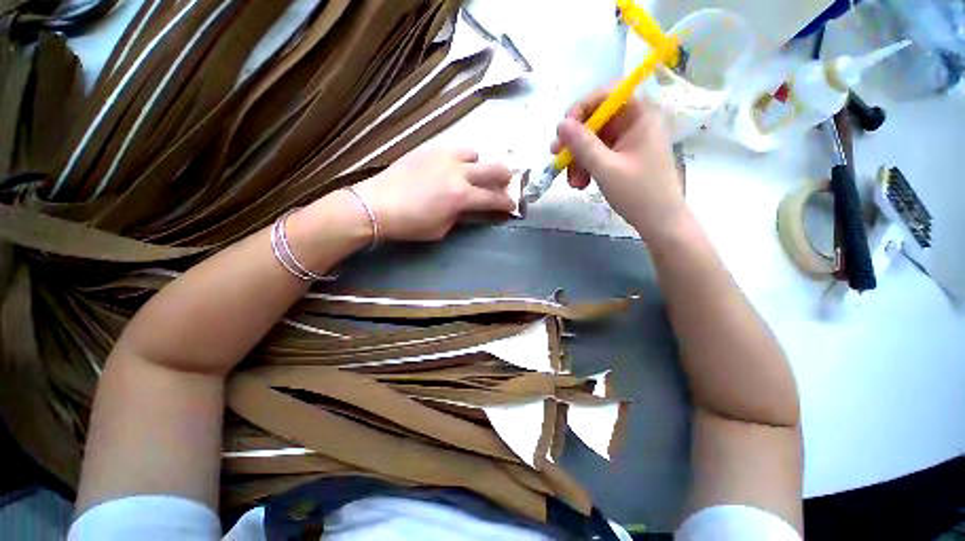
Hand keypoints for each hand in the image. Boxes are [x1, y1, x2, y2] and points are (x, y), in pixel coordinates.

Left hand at [353, 147, 514, 240]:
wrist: (376, 204)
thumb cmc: (410, 224)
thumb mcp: (442, 229)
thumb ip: (461, 216)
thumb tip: (470, 207)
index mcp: (462, 196)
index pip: (494, 198)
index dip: (507, 203)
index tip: (512, 205)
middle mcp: (458, 172)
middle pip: (493, 168)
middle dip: (505, 178)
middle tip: (505, 184)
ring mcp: (444, 157)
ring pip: (474, 153)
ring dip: (479, 165)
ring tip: (472, 174)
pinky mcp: (429, 149)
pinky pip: (454, 149)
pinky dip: (460, 159)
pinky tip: (451, 169)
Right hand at [551, 90, 686, 244]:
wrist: (660, 222)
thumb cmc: (638, 193)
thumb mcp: (606, 169)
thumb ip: (582, 145)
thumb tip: (561, 124)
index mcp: (640, 116)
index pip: (607, 95)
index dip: (581, 108)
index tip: (563, 130)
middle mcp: (635, 123)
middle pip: (596, 121)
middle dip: (575, 143)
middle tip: (557, 159)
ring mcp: (628, 142)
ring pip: (593, 141)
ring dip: (578, 161)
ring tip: (574, 184)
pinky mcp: (623, 158)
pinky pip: (598, 155)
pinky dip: (586, 168)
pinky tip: (582, 185)